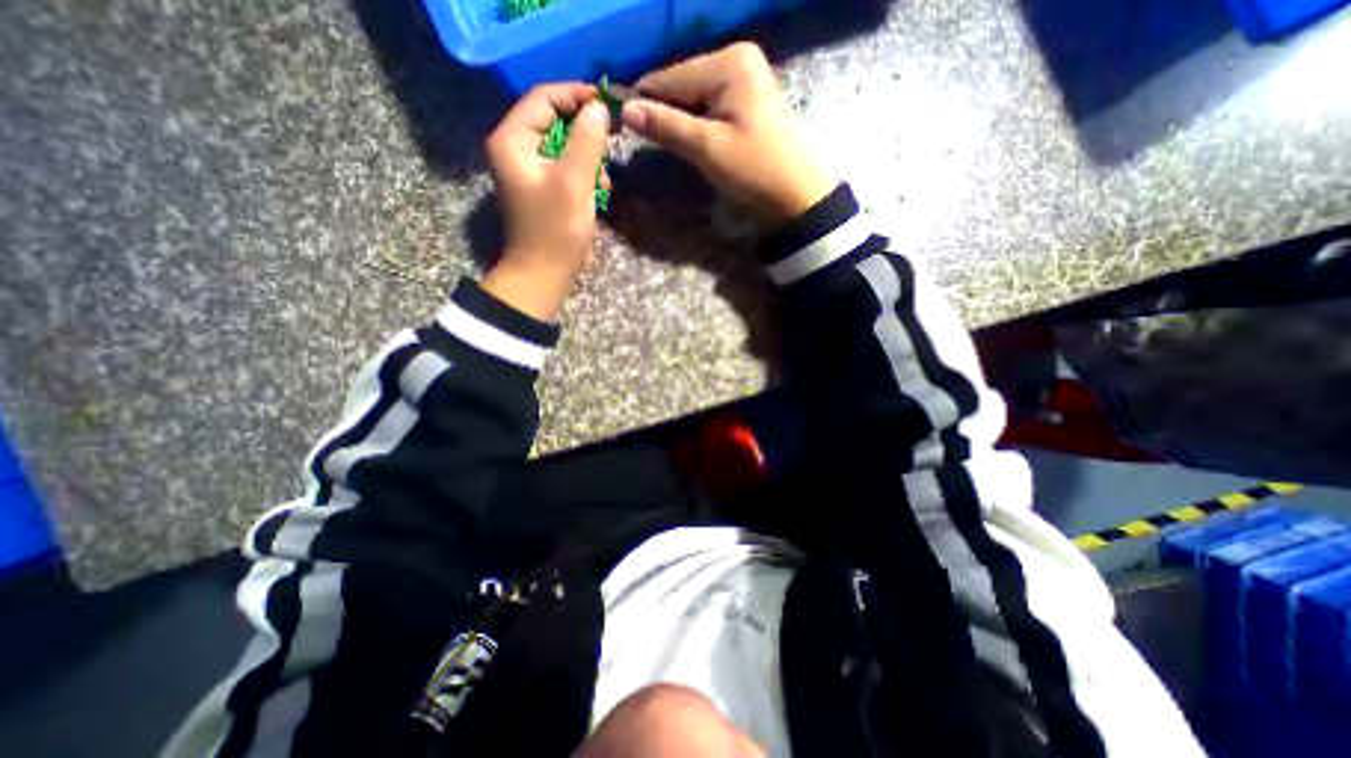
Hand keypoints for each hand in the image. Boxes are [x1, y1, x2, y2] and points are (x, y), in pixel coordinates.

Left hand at [482, 80, 610, 319]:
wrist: (544, 273)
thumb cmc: (556, 230)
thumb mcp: (574, 182)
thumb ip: (587, 140)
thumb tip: (599, 109)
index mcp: (512, 141)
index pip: (543, 99)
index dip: (576, 95)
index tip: (608, 103)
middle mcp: (515, 149)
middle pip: (553, 120)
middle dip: (585, 130)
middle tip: (613, 137)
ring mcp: (529, 170)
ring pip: (563, 145)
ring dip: (589, 156)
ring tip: (605, 178)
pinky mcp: (542, 187)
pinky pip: (565, 166)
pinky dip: (584, 173)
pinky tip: (600, 190)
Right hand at [623, 43, 834, 220]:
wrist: (797, 195)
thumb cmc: (754, 169)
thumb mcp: (707, 148)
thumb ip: (666, 126)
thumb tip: (626, 110)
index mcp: (729, 62)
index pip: (671, 76)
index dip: (643, 100)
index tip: (618, 121)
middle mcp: (737, 61)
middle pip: (683, 85)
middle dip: (663, 111)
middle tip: (640, 139)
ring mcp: (745, 81)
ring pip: (695, 99)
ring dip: (679, 121)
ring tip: (662, 144)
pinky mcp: (748, 103)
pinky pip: (710, 108)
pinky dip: (696, 125)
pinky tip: (689, 141)